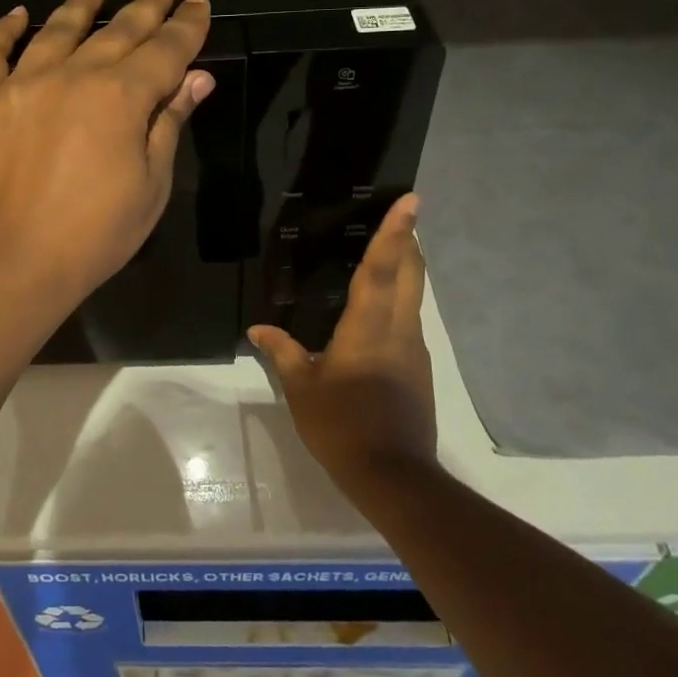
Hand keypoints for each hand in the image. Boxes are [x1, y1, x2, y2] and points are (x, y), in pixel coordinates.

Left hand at [0, 0, 214, 308]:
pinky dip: (4, 30)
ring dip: (82, 5)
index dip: (186, 25)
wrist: (14, 261)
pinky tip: (18, 14)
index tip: (198, 2)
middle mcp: (74, 75)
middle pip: (119, 31)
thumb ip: (170, 122)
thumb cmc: (96, 233)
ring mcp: (22, 83)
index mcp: (123, 96)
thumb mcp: (151, 183)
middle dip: (147, 5)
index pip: (165, 49)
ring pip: (57, 30)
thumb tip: (197, 77)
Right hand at [249, 195, 436, 484]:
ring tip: (389, 251)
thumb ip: (283, 352)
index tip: (411, 201)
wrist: (394, 476)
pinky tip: (380, 307)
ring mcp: (414, 349)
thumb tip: (258, 329)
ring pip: (414, 295)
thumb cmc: (342, 425)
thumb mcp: (303, 388)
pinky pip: (409, 318)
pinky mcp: (419, 368)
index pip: (382, 268)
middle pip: (410, 273)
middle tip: (404, 214)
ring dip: (406, 268)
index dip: (395, 232)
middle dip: (408, 240)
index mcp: (369, 326)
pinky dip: (400, 298)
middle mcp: (399, 329)